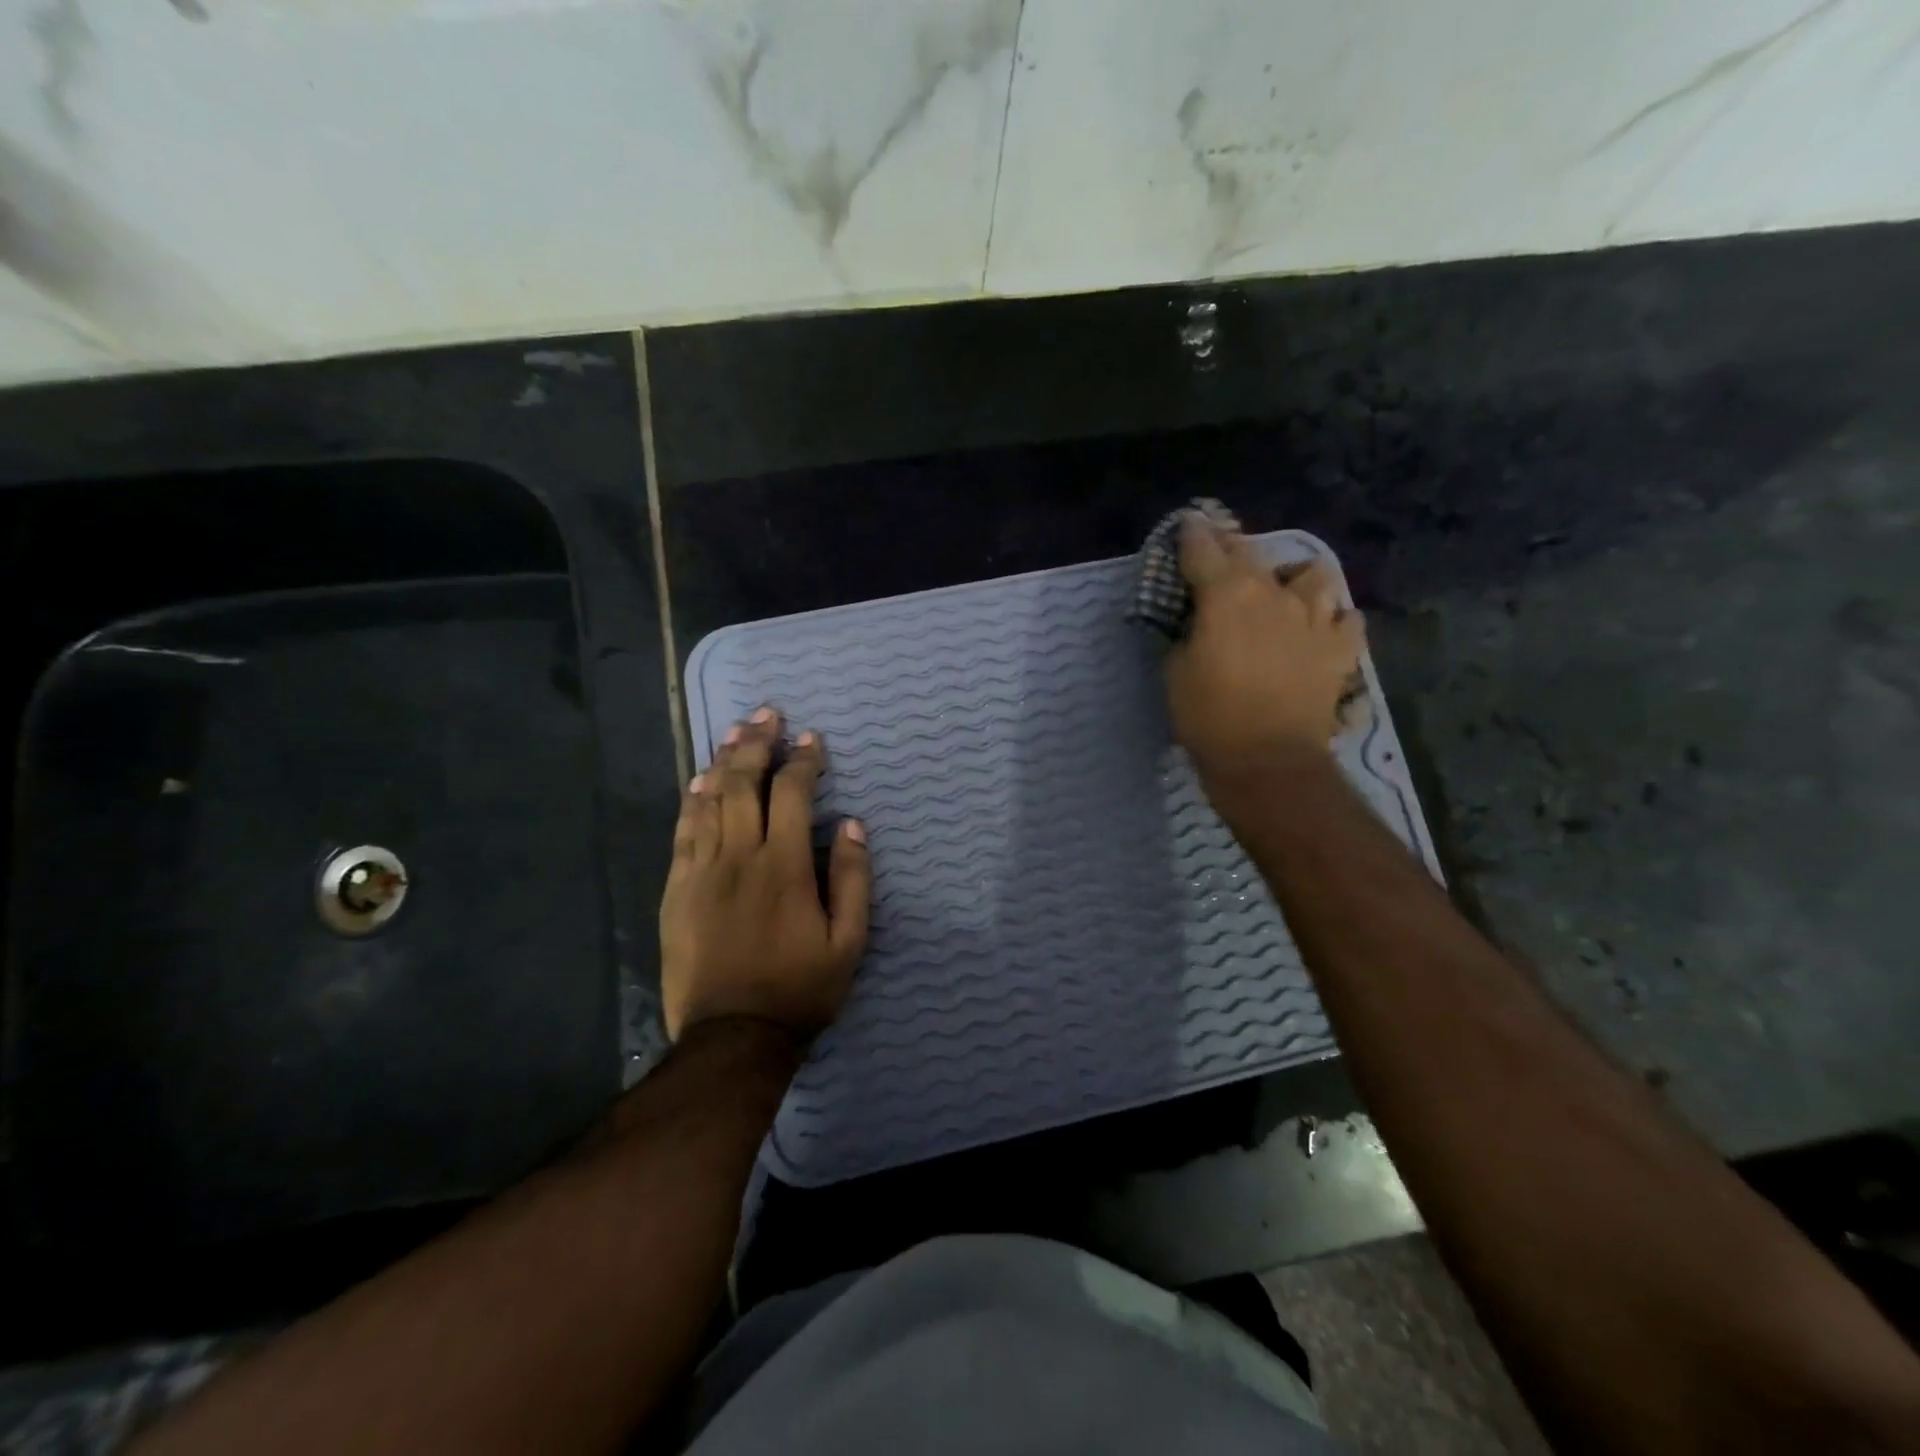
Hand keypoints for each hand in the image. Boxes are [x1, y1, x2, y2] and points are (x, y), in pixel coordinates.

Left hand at [659, 708, 870, 1042]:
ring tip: (736, 732)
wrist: (732, 1036)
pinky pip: (683, 832)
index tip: (811, 739)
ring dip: (724, 761)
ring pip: (709, 800)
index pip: (791, 793)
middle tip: (767, 714)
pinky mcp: (676, 889)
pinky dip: (692, 800)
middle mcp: (739, 856)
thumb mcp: (849, 941)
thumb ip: (852, 877)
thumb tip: (850, 823)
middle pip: (743, 783)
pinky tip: (699, 780)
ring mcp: (701, 871)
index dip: (802, 761)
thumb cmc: (799, 988)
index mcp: (784, 866)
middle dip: (757, 743)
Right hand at [1166, 513, 1363, 784]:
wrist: (1267, 760)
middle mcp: (1273, 594)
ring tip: (1286, 591)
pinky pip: (1347, 620)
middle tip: (1221, 550)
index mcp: (1226, 595)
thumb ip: (1186, 634)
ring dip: (1296, 578)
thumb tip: (1197, 623)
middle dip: (1232, 546)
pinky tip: (1320, 630)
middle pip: (1251, 554)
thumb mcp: (1176, 672)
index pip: (1202, 549)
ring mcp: (1314, 618)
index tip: (1188, 523)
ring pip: (1314, 576)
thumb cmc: (1208, 716)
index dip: (1191, 534)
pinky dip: (1333, 620)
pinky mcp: (1339, 649)